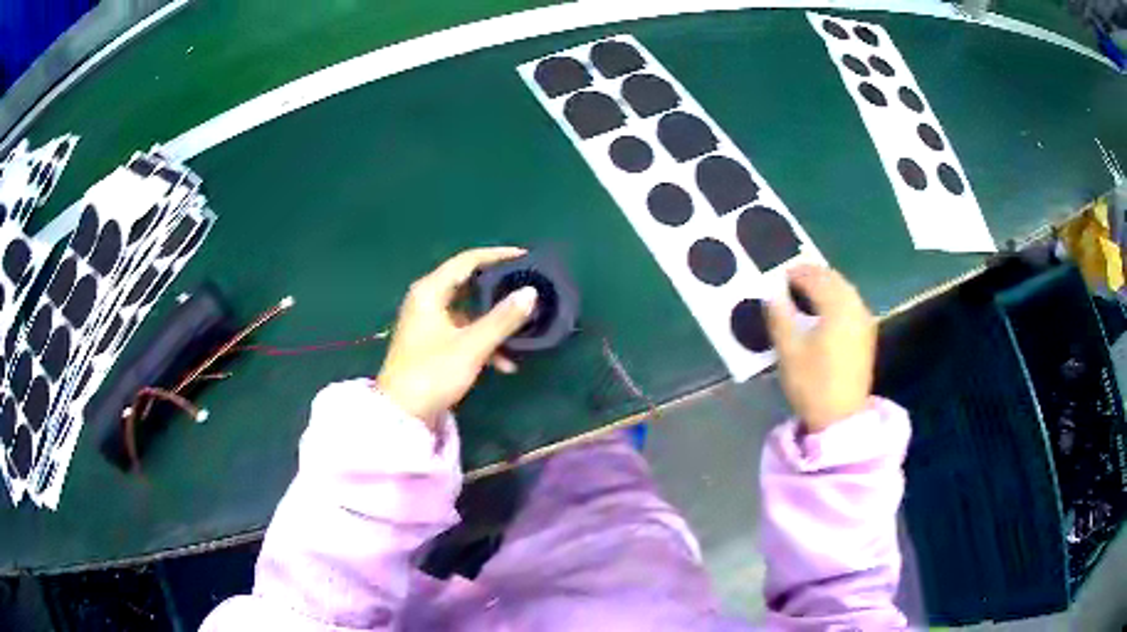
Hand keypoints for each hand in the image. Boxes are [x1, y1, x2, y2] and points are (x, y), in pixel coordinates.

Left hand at [376, 247, 537, 427]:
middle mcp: (427, 300)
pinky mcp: (432, 343)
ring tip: (523, 330)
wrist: (402, 413)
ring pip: (469, 312)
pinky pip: (463, 332)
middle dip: (500, 290)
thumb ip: (503, 318)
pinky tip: (505, 364)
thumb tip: (531, 292)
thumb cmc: (433, 373)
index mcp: (430, 291)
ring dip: (494, 322)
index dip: (498, 256)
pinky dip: (483, 342)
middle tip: (528, 289)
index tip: (526, 257)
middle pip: (469, 284)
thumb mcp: (472, 346)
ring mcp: (429, 322)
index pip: (468, 261)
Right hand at [765, 265, 876, 432]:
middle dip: (812, 274)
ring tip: (805, 291)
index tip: (778, 275)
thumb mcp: (788, 351)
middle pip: (833, 279)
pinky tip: (824, 308)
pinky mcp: (866, 335)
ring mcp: (863, 321)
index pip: (815, 278)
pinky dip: (836, 297)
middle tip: (791, 278)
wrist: (841, 417)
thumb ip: (779, 316)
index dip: (796, 273)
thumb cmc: (812, 383)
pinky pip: (851, 303)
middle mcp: (854, 307)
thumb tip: (772, 294)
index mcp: (837, 307)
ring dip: (825, 285)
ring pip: (844, 290)